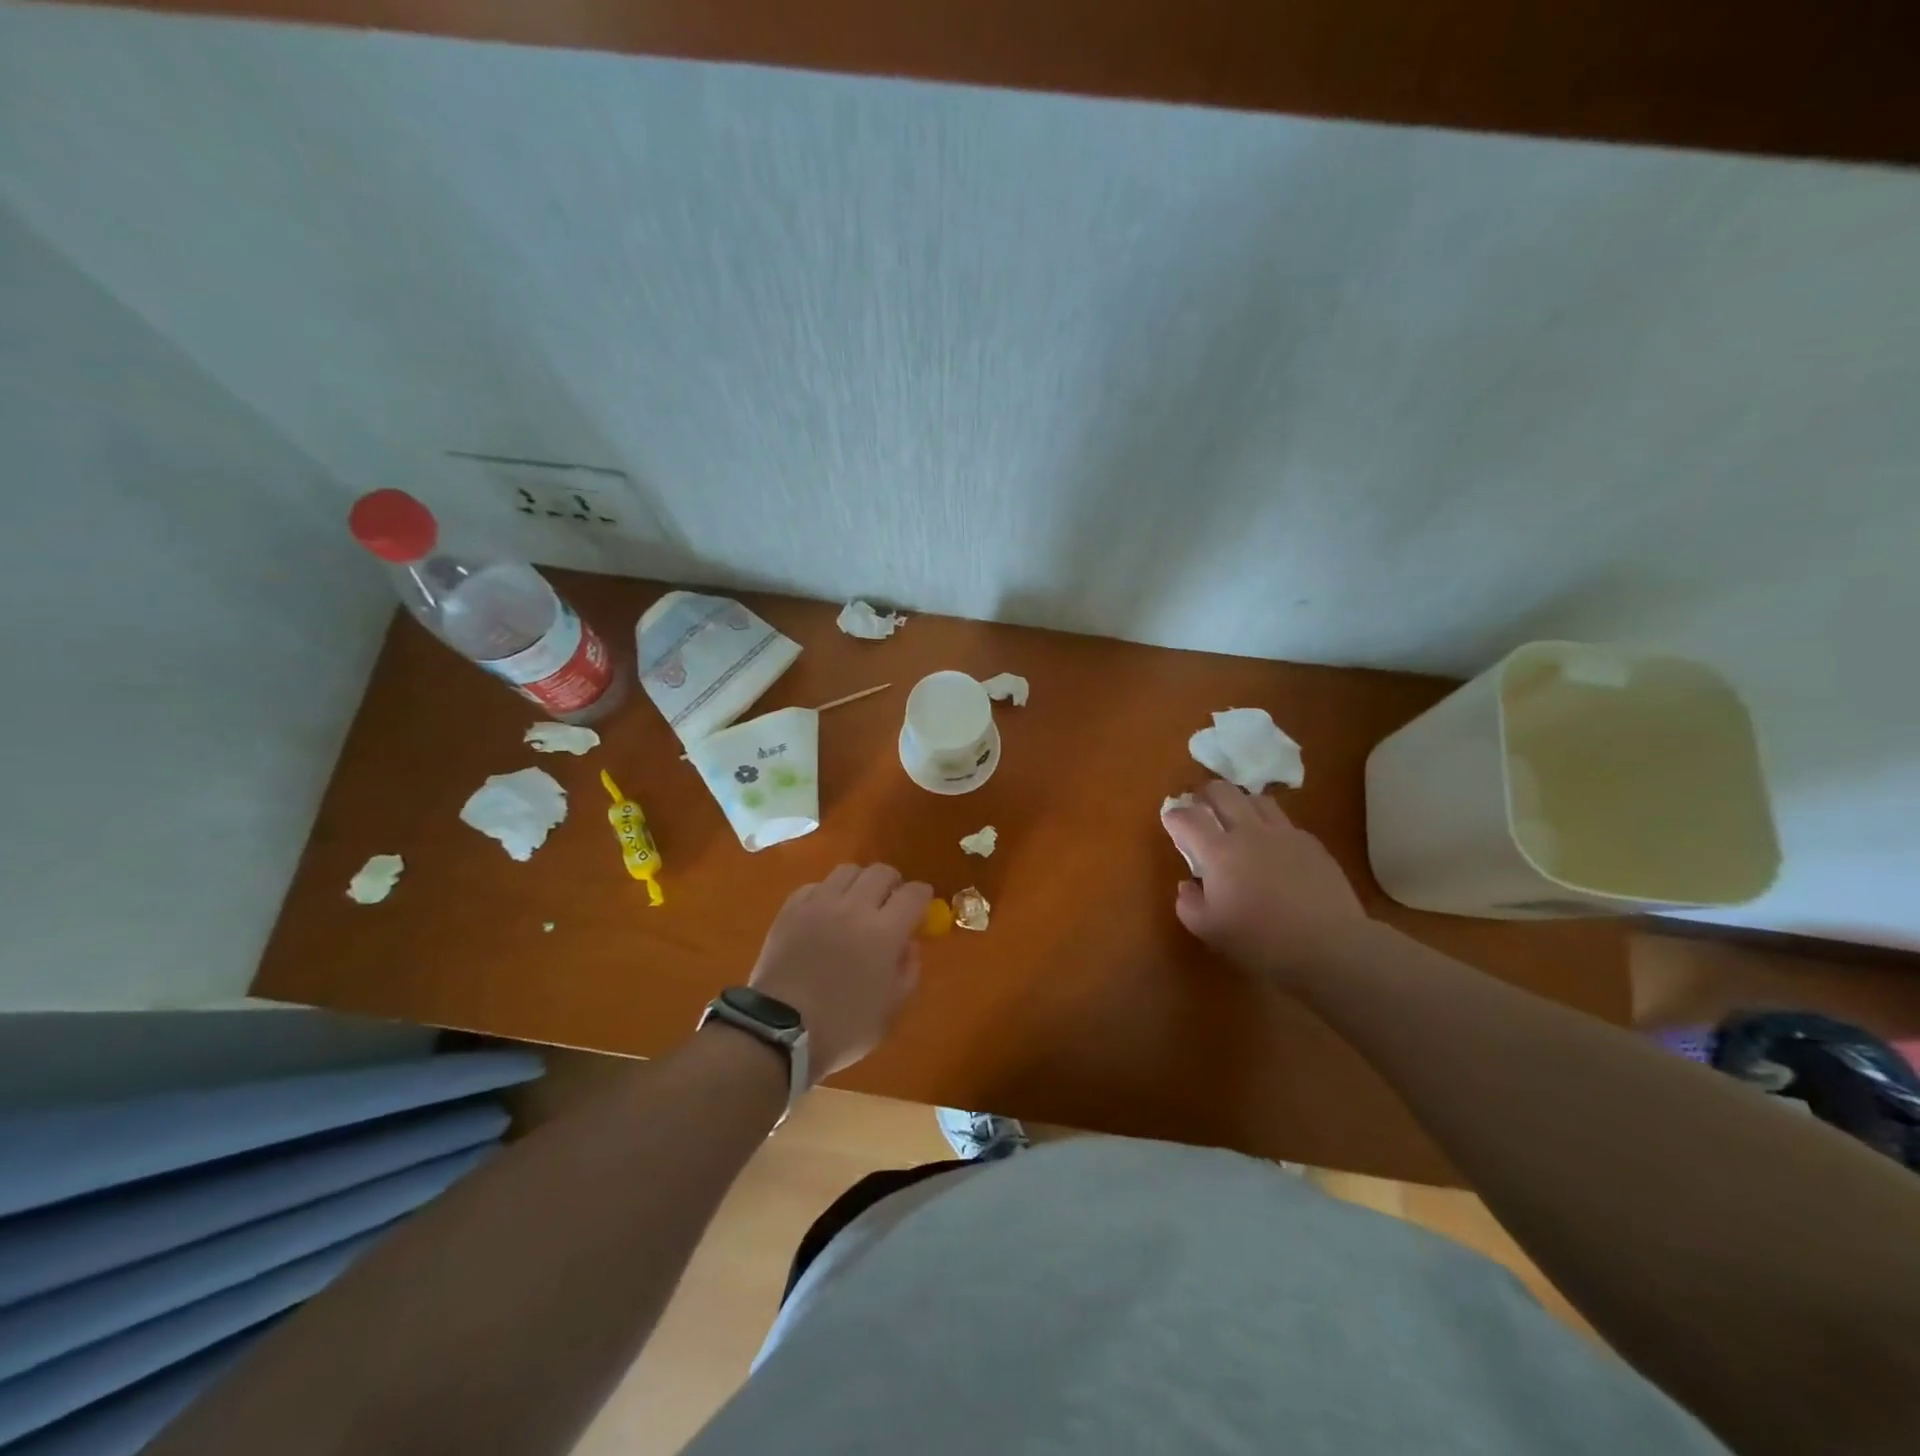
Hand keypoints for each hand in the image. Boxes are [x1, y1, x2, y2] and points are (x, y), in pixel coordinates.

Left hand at [748, 863, 932, 1083]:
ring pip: (848, 871)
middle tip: (891, 902)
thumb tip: (908, 943)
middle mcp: (854, 907)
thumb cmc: (843, 1028)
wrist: (780, 1032)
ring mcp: (819, 904)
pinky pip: (816, 886)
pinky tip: (826, 913)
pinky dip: (828, 893)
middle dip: (893, 884)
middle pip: (881, 872)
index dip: (923, 896)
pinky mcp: (791, 909)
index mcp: (884, 932)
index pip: (914, 894)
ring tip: (857, 903)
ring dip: (860, 883)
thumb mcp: (891, 1010)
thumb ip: (908, 970)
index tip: (922, 904)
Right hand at [1161, 781, 1371, 989]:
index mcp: (1219, 851)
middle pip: (1224, 792)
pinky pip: (1286, 823)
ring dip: (1242, 802)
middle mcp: (1250, 832)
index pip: (1188, 818)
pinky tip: (1274, 846)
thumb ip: (1189, 904)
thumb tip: (1187, 885)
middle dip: (1206, 793)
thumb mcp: (1210, 930)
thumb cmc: (1261, 940)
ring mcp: (1285, 834)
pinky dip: (1272, 826)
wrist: (1329, 946)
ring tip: (1238, 817)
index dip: (1175, 815)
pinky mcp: (1312, 844)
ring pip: (1258, 800)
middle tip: (1201, 804)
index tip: (1170, 818)